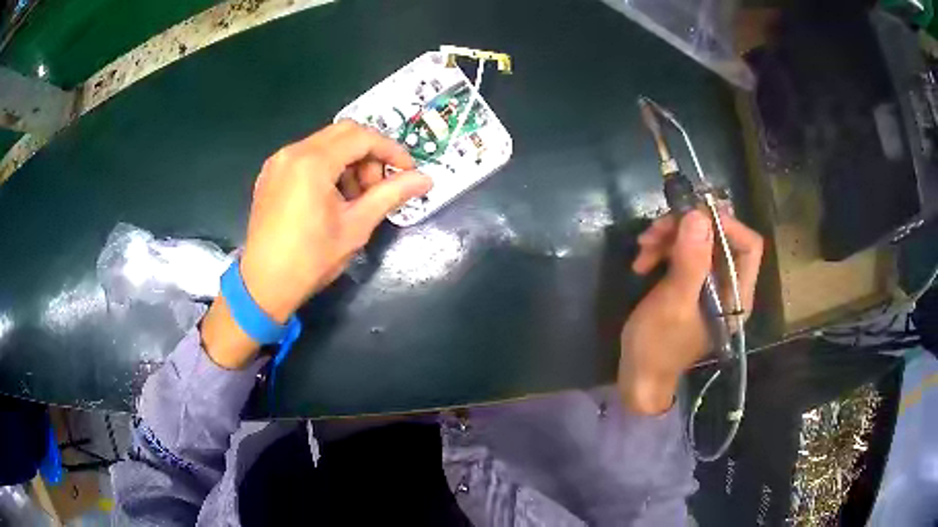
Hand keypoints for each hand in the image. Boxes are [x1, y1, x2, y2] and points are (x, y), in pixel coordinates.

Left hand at [202, 121, 431, 367]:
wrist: (263, 286)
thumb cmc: (311, 259)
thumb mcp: (356, 226)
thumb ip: (391, 195)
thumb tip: (426, 179)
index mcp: (313, 162)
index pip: (362, 137)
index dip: (391, 151)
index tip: (408, 172)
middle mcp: (292, 151)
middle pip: (344, 133)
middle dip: (369, 154)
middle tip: (378, 186)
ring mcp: (278, 162)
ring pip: (325, 143)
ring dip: (348, 161)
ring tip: (354, 198)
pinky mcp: (270, 174)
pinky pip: (306, 156)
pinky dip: (327, 167)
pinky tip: (331, 198)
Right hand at [618, 210, 762, 414]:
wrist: (638, 374)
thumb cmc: (658, 346)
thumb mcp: (673, 303)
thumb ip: (691, 261)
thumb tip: (699, 215)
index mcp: (736, 295)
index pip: (748, 246)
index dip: (725, 224)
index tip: (691, 216)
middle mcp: (728, 286)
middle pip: (719, 237)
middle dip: (687, 227)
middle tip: (655, 229)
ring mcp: (709, 284)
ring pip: (698, 241)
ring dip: (669, 237)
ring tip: (643, 247)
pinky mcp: (691, 282)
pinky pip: (683, 252)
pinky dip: (663, 249)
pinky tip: (642, 261)